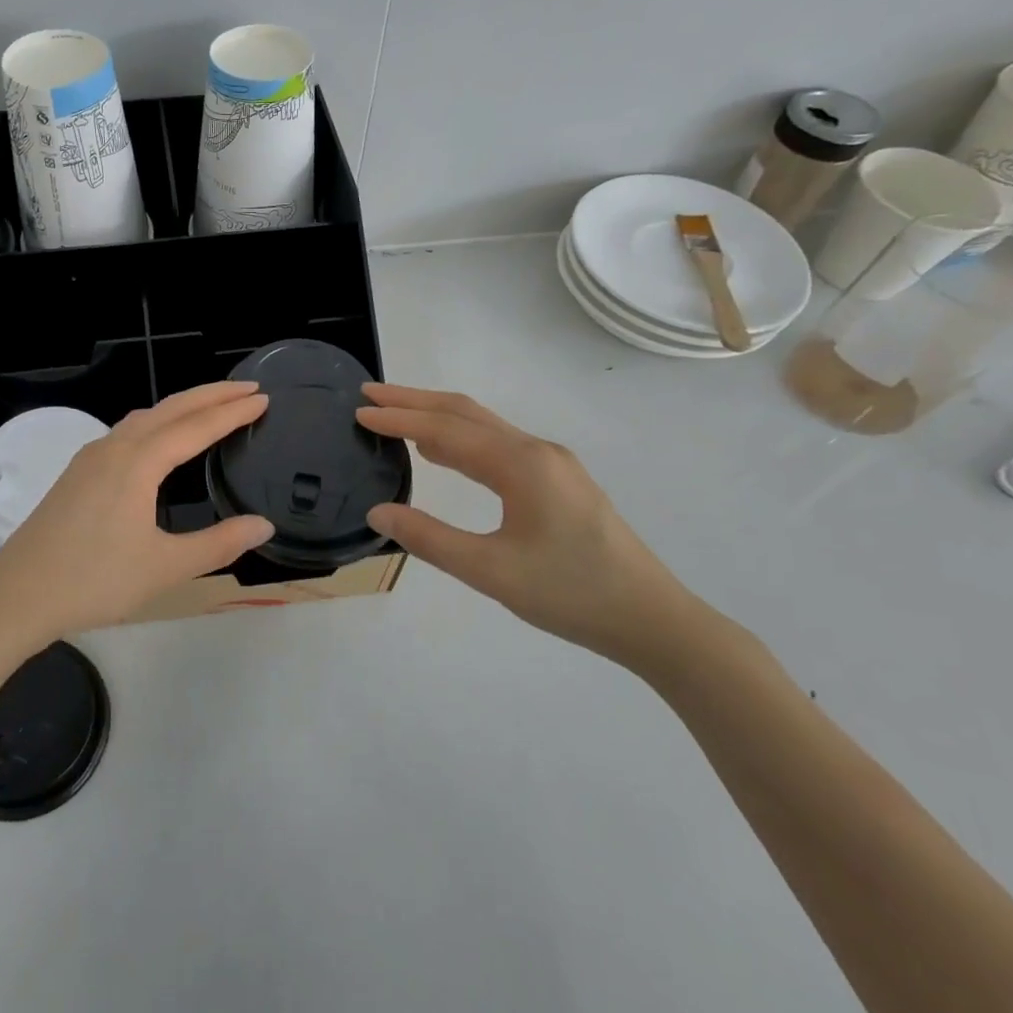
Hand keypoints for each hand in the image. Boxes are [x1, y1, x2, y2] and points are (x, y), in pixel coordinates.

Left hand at [0, 381, 274, 653]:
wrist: (18, 595)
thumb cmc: (94, 581)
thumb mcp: (165, 567)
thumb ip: (219, 544)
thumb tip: (264, 525)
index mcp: (138, 462)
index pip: (196, 426)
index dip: (233, 412)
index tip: (263, 398)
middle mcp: (114, 448)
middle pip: (170, 408)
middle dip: (211, 395)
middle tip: (247, 388)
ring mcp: (90, 458)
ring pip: (144, 417)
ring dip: (181, 406)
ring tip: (210, 407)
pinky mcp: (77, 473)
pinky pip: (126, 431)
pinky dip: (156, 422)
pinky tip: (158, 441)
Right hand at [356, 384, 705, 667]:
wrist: (652, 619)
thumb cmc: (571, 594)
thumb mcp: (491, 572)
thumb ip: (430, 539)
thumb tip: (378, 512)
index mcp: (521, 464)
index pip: (446, 430)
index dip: (399, 419)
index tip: (360, 411)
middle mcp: (537, 451)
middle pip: (465, 412)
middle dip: (415, 400)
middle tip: (370, 393)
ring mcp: (552, 464)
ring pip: (484, 426)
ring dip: (437, 416)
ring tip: (396, 416)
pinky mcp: (559, 481)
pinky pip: (499, 444)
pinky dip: (461, 437)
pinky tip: (444, 451)